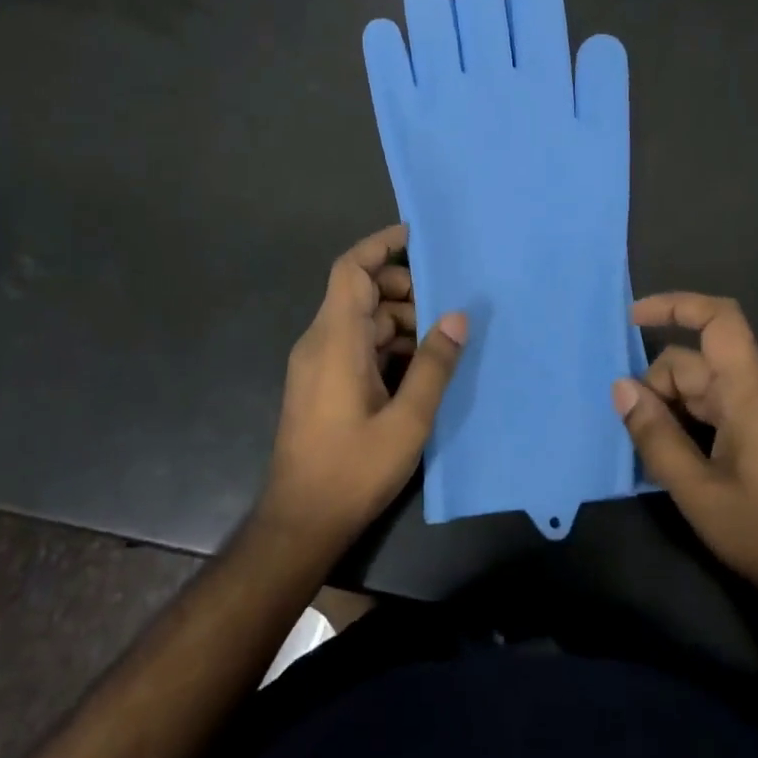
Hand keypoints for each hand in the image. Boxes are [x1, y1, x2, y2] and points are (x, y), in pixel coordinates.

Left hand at [260, 224, 466, 555]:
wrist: (300, 521)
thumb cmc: (353, 470)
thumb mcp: (407, 420)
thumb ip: (434, 365)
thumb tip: (457, 316)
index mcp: (335, 340)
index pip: (352, 270)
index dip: (382, 245)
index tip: (417, 235)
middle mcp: (320, 342)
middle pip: (361, 293)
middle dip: (404, 291)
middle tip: (447, 307)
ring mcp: (318, 363)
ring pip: (362, 321)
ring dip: (400, 322)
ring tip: (442, 342)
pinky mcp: (321, 383)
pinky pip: (356, 346)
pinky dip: (387, 345)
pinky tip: (420, 368)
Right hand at [612, 293, 757, 617]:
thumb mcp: (698, 492)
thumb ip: (656, 437)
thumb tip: (620, 388)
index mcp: (752, 393)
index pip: (719, 321)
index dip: (675, 306)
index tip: (632, 318)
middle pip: (698, 362)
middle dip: (658, 388)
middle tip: (638, 437)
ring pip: (706, 388)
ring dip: (673, 410)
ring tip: (656, 457)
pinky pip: (722, 409)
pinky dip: (692, 423)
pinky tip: (681, 460)